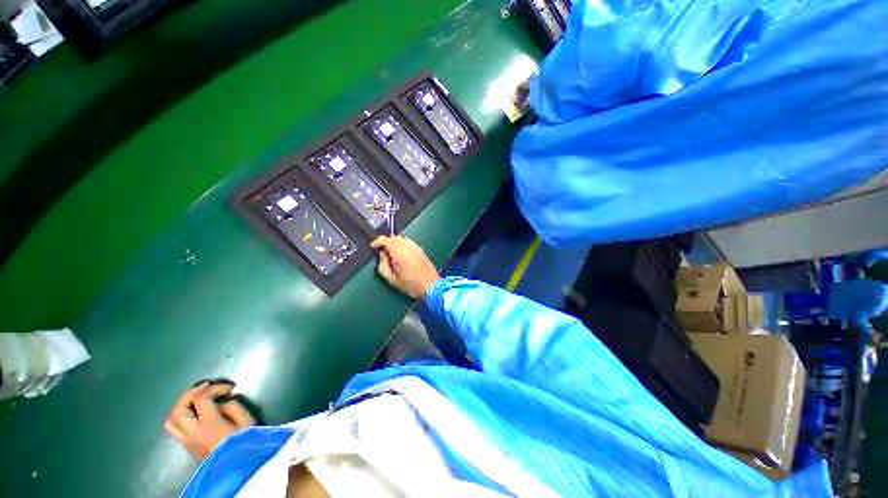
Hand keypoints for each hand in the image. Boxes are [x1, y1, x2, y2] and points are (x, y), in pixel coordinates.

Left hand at [164, 382, 255, 458]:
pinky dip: (182, 416)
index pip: (201, 400)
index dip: (214, 388)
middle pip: (178, 409)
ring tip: (197, 398)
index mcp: (209, 426)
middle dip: (191, 393)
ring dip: (182, 405)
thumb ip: (233, 406)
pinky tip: (195, 413)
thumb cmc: (246, 442)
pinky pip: (175, 428)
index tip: (229, 388)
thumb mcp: (247, 421)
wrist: (239, 468)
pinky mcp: (187, 446)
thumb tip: (223, 400)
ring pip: (171, 420)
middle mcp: (193, 433)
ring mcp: (187, 441)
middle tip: (206, 386)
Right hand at [371, 236, 440, 298]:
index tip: (373, 247)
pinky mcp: (421, 249)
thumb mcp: (391, 279)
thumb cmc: (411, 284)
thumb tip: (382, 254)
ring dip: (394, 243)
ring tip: (391, 253)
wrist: (431, 285)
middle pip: (394, 237)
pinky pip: (408, 242)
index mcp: (400, 252)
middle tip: (381, 251)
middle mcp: (408, 246)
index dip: (377, 242)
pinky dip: (402, 245)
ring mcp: (416, 246)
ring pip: (402, 239)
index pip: (386, 240)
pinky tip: (401, 254)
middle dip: (386, 242)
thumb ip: (382, 265)